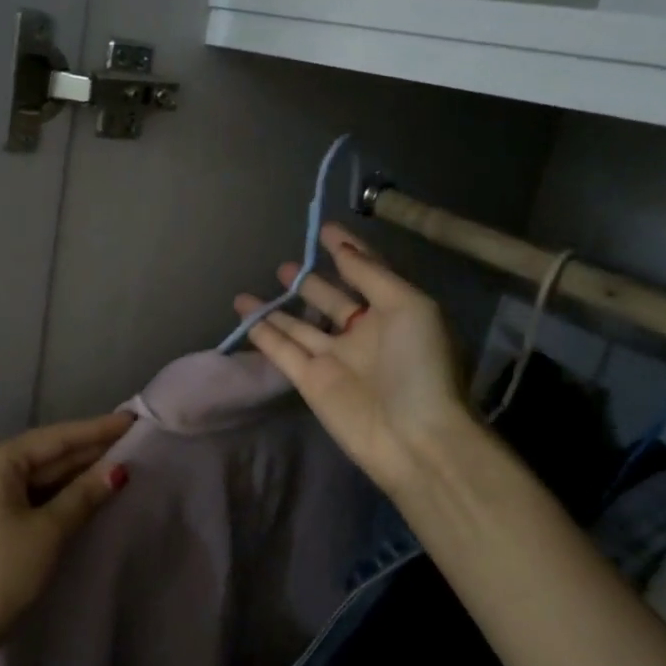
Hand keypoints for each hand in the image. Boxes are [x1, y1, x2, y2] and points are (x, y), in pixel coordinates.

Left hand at [0, 412, 134, 648]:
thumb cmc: (2, 569)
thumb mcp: (49, 530)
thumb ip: (84, 495)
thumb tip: (118, 469)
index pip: (56, 437)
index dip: (97, 429)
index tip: (132, 419)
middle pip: (47, 452)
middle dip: (89, 449)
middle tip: (132, 440)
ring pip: (40, 473)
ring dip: (77, 471)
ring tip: (120, 461)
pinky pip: (31, 491)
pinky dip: (60, 491)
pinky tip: (88, 489)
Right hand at [233, 223, 474, 495]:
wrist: (414, 436)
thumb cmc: (421, 365)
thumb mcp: (409, 306)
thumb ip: (372, 275)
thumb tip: (342, 249)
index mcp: (395, 313)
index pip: (367, 274)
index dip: (347, 251)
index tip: (325, 229)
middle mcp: (364, 334)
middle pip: (331, 301)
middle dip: (310, 282)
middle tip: (286, 265)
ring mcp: (335, 359)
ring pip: (300, 326)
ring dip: (278, 308)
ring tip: (252, 290)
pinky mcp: (311, 381)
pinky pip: (282, 350)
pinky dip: (263, 333)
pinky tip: (244, 313)